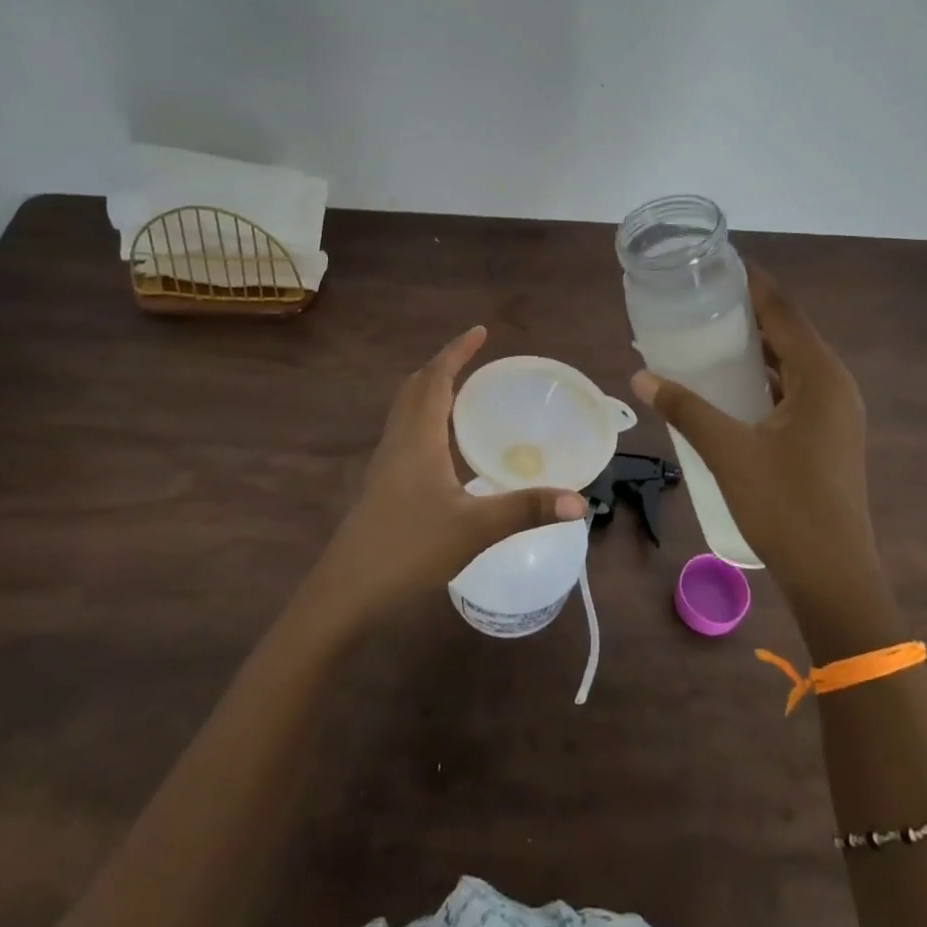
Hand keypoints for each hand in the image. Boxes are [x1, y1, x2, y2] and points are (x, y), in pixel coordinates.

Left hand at [310, 326, 589, 629]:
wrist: (346, 594)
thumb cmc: (408, 550)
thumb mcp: (475, 529)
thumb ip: (527, 510)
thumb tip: (579, 502)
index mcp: (417, 438)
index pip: (435, 379)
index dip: (456, 352)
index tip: (480, 331)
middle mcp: (397, 442)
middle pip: (415, 388)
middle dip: (443, 366)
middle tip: (473, 359)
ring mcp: (385, 465)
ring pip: (405, 411)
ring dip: (430, 391)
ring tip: (462, 393)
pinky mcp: (381, 487)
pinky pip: (405, 434)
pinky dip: (425, 420)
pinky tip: (444, 448)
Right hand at [632, 268, 889, 648]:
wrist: (833, 576)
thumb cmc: (785, 506)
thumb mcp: (728, 452)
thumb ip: (685, 409)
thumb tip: (641, 377)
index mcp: (820, 377)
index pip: (784, 312)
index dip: (753, 284)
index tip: (718, 263)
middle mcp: (834, 385)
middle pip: (789, 333)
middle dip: (748, 313)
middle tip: (701, 298)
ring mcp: (835, 412)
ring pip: (791, 363)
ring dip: (755, 347)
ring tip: (708, 334)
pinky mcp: (827, 435)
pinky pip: (793, 389)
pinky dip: (762, 378)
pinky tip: (729, 385)